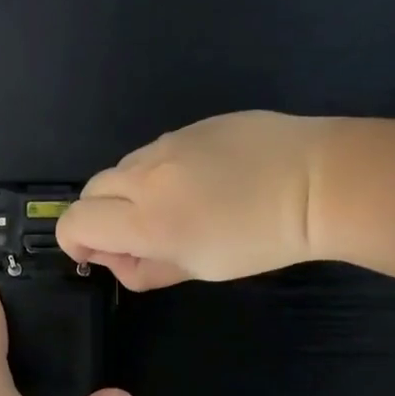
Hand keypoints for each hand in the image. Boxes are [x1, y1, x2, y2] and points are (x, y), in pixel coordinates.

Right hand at [57, 111, 324, 289]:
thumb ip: (148, 269)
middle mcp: (144, 176)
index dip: (76, 243)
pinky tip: (203, 181)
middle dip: (100, 217)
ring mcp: (167, 144)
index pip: (74, 223)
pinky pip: (156, 151)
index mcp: (145, 219)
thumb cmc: (262, 240)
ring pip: (122, 169)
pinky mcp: (192, 126)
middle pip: (90, 192)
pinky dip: (159, 171)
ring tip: (177, 206)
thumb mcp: (201, 268)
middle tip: (139, 236)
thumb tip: (121, 263)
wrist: (319, 181)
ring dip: (129, 193)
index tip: (103, 256)